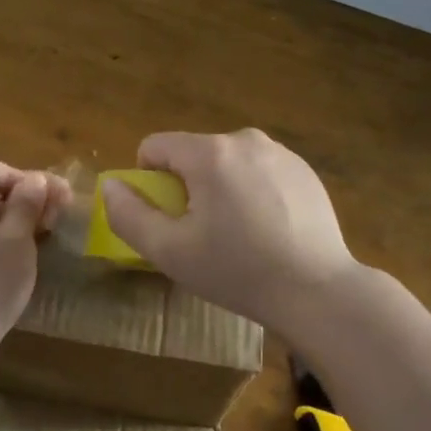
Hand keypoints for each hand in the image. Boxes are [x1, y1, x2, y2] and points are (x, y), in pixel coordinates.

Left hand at [0, 152, 71, 395]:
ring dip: (16, 223)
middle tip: (55, 222)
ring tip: (42, 243)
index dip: (20, 175)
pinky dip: (1, 244)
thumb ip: (27, 205)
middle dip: (24, 198)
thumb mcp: (16, 242)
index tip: (45, 203)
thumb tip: (34, 179)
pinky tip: (21, 265)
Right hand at [101, 128, 363, 328]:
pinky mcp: (304, 169)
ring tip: (241, 234)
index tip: (169, 218)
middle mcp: (244, 138)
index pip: (155, 146)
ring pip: (227, 161)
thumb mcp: (171, 252)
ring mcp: (279, 152)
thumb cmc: (238, 272)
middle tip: (206, 233)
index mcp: (209, 153)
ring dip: (221, 187)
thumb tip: (112, 186)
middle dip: (188, 186)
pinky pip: (259, 170)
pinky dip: (254, 191)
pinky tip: (270, 229)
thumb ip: (130, 215)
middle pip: (192, 154)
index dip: (149, 181)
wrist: (319, 292)